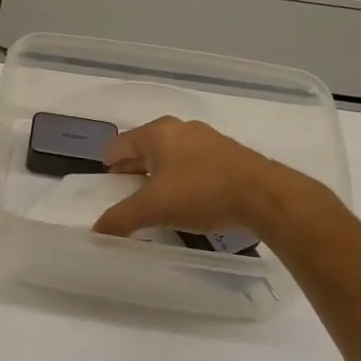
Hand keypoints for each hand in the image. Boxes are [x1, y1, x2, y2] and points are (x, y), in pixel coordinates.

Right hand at [91, 117, 298, 236]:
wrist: (264, 195)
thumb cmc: (201, 192)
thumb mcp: (154, 208)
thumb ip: (121, 218)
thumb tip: (96, 231)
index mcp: (157, 133)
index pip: (120, 144)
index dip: (108, 163)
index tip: (105, 181)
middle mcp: (180, 129)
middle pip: (145, 147)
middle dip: (133, 168)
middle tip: (125, 192)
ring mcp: (206, 139)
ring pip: (171, 154)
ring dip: (158, 173)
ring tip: (155, 197)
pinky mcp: (227, 154)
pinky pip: (193, 162)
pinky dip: (182, 176)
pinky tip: (186, 197)